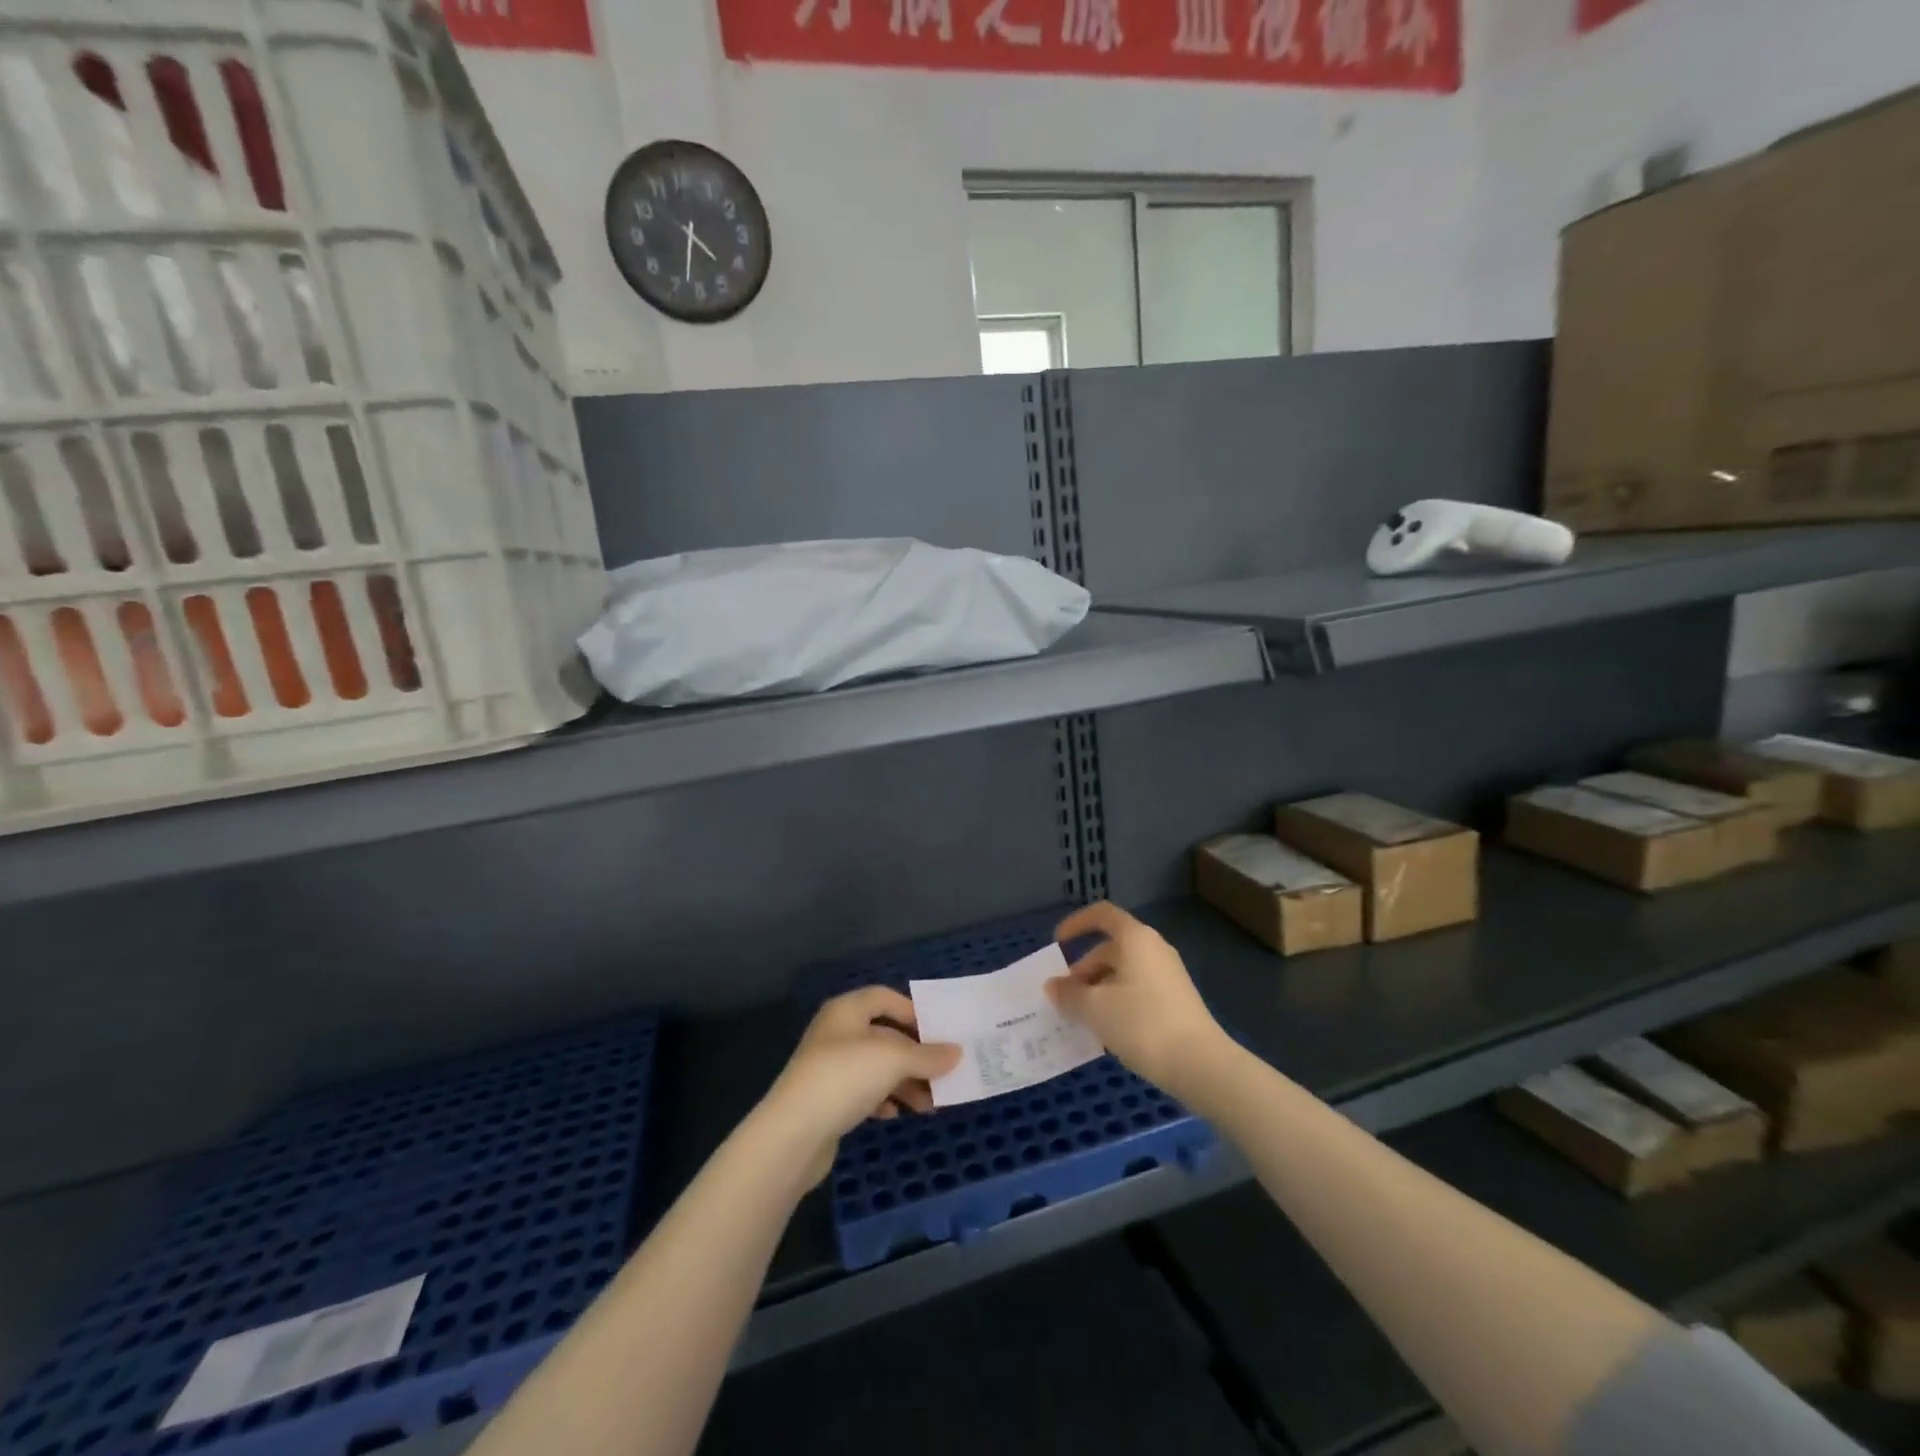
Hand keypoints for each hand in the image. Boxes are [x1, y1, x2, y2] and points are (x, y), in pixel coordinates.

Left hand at [761, 987, 960, 1185]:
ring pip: (876, 1066)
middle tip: (943, 1073)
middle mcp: (836, 1032)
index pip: (885, 997)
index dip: (913, 1011)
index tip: (940, 1033)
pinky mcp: (826, 1099)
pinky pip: (863, 1091)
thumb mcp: (893, 1059)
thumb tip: (956, 1053)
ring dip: (904, 1082)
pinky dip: (883, 1099)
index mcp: (847, 1010)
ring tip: (929, 1104)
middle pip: (884, 1034)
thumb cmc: (845, 1077)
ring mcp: (829, 1066)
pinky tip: (896, 1114)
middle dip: (915, 1055)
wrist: (793, 1133)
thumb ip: (927, 1055)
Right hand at [1045, 902, 1227, 1096]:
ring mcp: (1168, 975)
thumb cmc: (1141, 1023)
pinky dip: (1117, 1001)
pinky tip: (1109, 1030)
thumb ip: (1068, 994)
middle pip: (1111, 948)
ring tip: (1083, 1018)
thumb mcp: (1094, 1008)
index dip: (1076, 923)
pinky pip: (1138, 989)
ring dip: (1099, 988)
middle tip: (1066, 998)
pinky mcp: (1176, 1000)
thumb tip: (1053, 985)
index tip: (1058, 944)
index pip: (1102, 915)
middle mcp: (1154, 949)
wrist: (1200, 1064)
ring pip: (1124, 971)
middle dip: (1084, 969)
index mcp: (1135, 938)